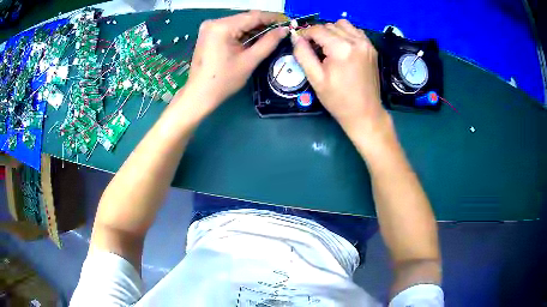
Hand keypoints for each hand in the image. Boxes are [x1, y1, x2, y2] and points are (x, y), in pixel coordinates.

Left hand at [182, 11, 288, 116]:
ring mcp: (209, 27)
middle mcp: (214, 22)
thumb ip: (269, 42)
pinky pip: (230, 28)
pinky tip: (253, 40)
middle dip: (263, 24)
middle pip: (245, 18)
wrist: (199, 94)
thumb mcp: (249, 61)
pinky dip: (242, 33)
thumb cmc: (224, 81)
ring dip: (253, 29)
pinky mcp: (208, 33)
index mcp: (222, 26)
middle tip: (280, 32)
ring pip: (239, 23)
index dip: (272, 18)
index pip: (253, 16)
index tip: (287, 22)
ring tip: (269, 37)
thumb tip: (284, 30)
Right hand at [293, 20, 389, 135]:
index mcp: (341, 48)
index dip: (305, 34)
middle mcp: (356, 41)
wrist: (365, 113)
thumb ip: (303, 54)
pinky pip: (355, 31)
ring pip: (343, 24)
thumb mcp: (315, 79)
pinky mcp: (372, 48)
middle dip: (318, 34)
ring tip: (329, 47)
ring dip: (332, 31)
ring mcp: (366, 44)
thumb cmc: (338, 100)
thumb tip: (295, 37)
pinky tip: (342, 47)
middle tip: (314, 50)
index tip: (300, 43)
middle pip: (330, 25)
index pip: (317, 29)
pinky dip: (346, 34)